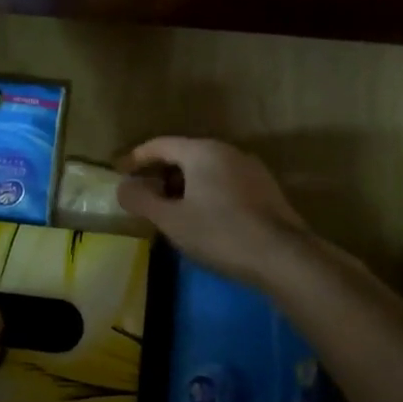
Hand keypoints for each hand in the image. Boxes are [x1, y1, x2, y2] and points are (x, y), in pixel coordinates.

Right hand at [116, 137, 313, 286]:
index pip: (160, 145)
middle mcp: (228, 151)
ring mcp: (251, 169)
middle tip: (142, 194)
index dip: (136, 158)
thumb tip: (123, 187)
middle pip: (184, 154)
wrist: (283, 257)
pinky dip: (205, 192)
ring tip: (169, 208)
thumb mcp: (171, 220)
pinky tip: (202, 217)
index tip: (119, 172)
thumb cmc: (219, 233)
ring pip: (206, 169)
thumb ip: (142, 200)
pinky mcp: (266, 190)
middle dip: (160, 173)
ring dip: (183, 184)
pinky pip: (225, 182)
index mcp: (202, 151)